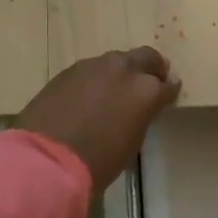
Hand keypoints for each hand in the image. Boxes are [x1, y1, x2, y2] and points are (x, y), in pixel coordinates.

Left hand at [18, 47, 181, 193]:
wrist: (48, 158)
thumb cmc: (99, 160)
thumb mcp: (132, 140)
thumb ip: (141, 116)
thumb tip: (140, 108)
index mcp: (146, 90)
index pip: (168, 85)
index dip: (169, 92)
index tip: (168, 97)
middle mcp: (124, 70)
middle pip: (147, 57)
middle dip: (151, 69)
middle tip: (149, 82)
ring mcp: (94, 66)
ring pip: (117, 60)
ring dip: (122, 72)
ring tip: (116, 90)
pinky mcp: (69, 70)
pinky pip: (92, 69)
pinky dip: (97, 79)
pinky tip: (90, 95)